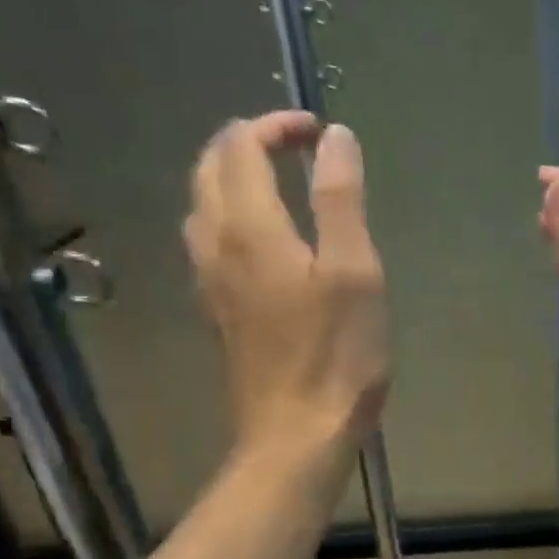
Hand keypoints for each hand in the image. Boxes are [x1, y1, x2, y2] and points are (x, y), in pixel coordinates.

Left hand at [184, 113, 387, 459]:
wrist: (296, 432)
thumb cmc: (336, 354)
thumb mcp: (354, 271)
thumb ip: (340, 199)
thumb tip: (336, 139)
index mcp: (250, 227)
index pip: (241, 146)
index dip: (276, 126)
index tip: (320, 132)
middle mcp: (216, 244)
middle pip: (211, 168)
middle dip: (249, 143)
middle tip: (300, 148)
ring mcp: (211, 279)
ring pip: (203, 204)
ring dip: (235, 177)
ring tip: (282, 183)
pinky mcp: (219, 309)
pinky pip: (210, 241)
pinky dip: (232, 215)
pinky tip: (264, 238)